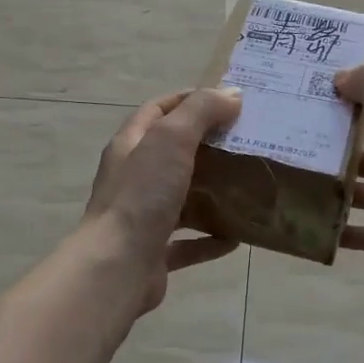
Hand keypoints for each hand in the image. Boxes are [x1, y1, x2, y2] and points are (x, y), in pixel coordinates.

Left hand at [83, 88, 242, 313]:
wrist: (116, 268)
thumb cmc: (142, 195)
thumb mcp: (172, 139)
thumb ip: (201, 111)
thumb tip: (232, 94)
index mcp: (131, 145)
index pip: (158, 110)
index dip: (189, 100)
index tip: (227, 101)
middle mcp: (133, 178)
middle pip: (172, 153)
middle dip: (208, 146)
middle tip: (246, 142)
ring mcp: (142, 216)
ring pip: (181, 198)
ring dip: (211, 193)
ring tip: (247, 187)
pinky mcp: (154, 252)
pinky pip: (188, 242)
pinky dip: (211, 238)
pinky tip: (238, 237)